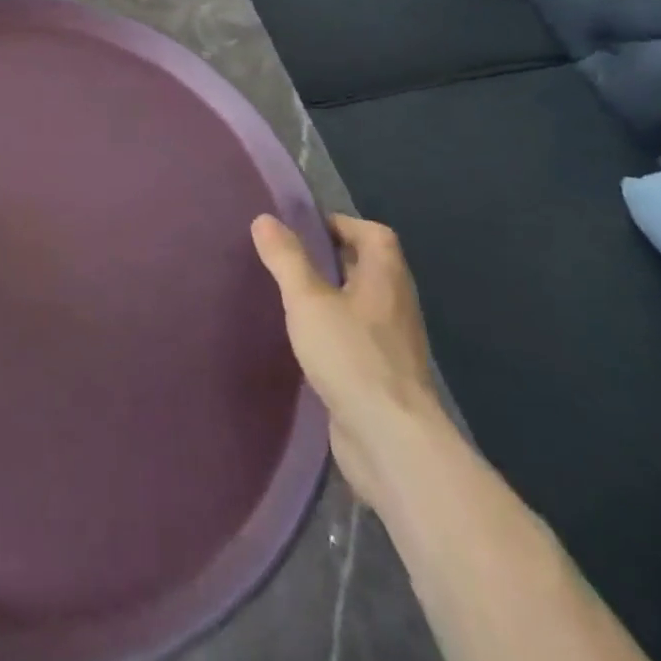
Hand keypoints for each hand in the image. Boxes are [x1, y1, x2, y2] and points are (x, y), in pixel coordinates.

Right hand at [251, 213, 445, 508]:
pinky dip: (334, 331)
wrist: (391, 442)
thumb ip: (286, 259)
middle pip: (369, 268)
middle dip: (332, 259)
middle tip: (289, 259)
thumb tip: (264, 219)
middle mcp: (396, 305)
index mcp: (386, 278)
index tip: (304, 229)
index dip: (342, 224)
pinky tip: (305, 342)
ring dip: (332, 297)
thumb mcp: (308, 300)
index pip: (374, 234)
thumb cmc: (351, 356)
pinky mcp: (383, 377)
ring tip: (291, 297)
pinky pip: (358, 339)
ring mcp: (393, 345)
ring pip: (362, 305)